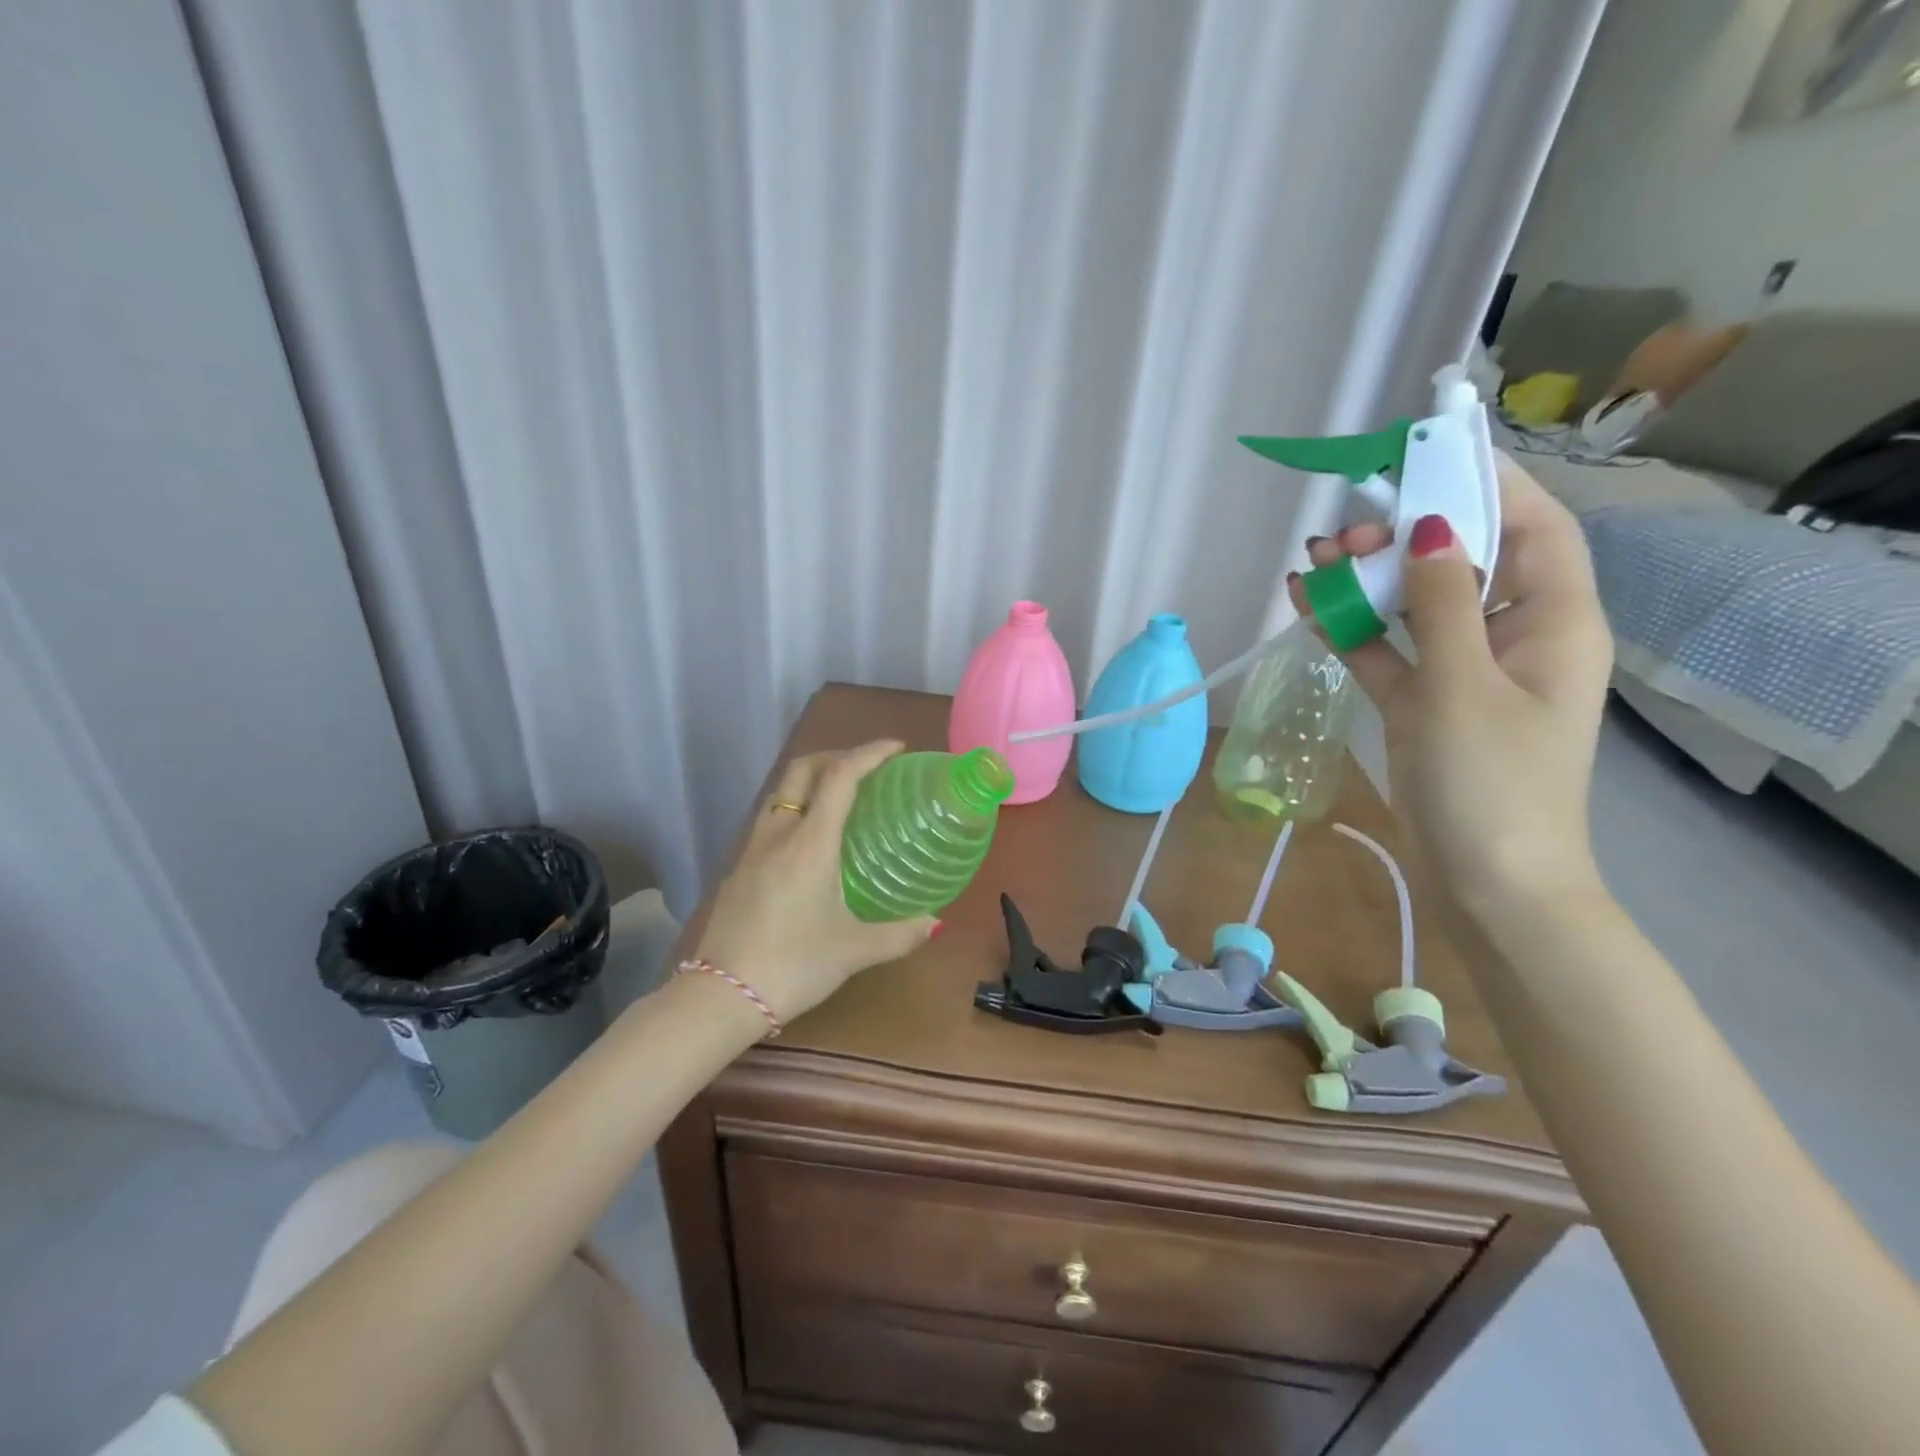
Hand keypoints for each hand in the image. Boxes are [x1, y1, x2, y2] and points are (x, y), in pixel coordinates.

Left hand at [693, 740, 937, 1024]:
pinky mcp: (739, 869)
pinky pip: (771, 819)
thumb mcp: (854, 951)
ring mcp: (752, 849)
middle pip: (802, 770)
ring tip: (841, 797)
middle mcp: (778, 834)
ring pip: (781, 792)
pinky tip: (810, 841)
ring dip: (811, 780)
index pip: (840, 776)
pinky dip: (796, 808)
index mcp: (810, 843)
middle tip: (868, 768)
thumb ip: (900, 934)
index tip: (896, 748)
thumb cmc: (793, 965)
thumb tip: (935, 923)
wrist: (720, 996)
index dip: (869, 753)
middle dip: (836, 755)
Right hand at [1290, 454, 1612, 916]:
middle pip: (1465, 559)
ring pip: (1416, 603)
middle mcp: (1512, 636)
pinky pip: (1386, 649)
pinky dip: (1350, 626)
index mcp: (1553, 622)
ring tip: (1314, 555)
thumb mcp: (1463, 685)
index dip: (1490, 480)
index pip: (1534, 526)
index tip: (1432, 447)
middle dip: (1407, 533)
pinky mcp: (1422, 702)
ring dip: (1368, 578)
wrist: (1487, 883)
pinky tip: (1307, 602)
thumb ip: (1445, 602)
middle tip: (1348, 526)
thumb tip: (1431, 524)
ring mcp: (1461, 671)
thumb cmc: (1492, 783)